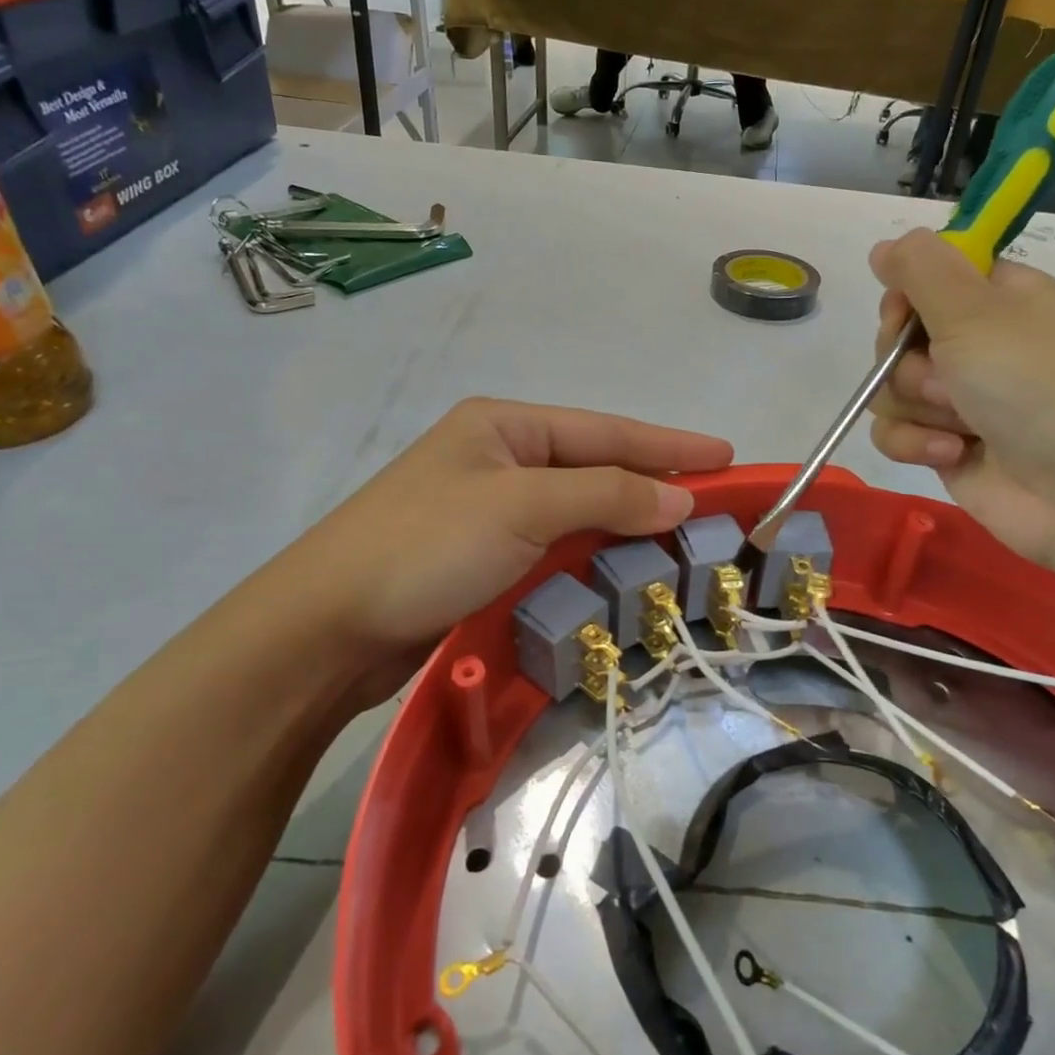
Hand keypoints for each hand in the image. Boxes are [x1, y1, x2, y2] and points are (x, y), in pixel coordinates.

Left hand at [240, 399, 732, 706]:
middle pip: (594, 468)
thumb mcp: (523, 507)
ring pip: (577, 511)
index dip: (669, 444)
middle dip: (652, 484)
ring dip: (625, 525)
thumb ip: (606, 495)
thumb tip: (680, 495)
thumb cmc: (427, 547)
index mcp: (504, 426)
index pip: (605, 431)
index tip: (726, 456)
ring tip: (681, 538)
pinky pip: (555, 547)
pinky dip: (592, 557)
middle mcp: (498, 459)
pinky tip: (623, 569)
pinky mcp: (482, 558)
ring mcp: (489, 510)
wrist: (328, 628)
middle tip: (713, 504)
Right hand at [866, 229, 1054, 570]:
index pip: (922, 280)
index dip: (905, 300)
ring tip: (962, 423)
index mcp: (993, 299)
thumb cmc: (1037, 385)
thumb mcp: (975, 311)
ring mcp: (958, 400)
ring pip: (888, 390)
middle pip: (895, 339)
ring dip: (917, 407)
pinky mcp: (945, 447)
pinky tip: (953, 454)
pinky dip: (916, 444)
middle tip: (949, 379)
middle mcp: (974, 345)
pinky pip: (895, 434)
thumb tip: (884, 245)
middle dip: (908, 364)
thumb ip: (921, 269)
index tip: (911, 317)